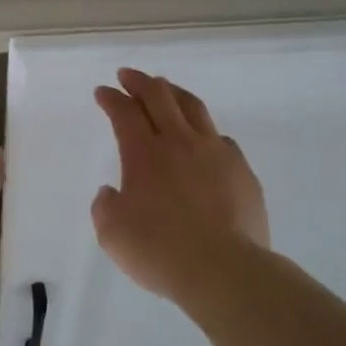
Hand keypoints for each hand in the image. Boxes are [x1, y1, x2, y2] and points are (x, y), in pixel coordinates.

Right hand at [92, 67, 269, 300]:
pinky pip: (221, 139)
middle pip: (160, 97)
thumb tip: (112, 193)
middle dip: (140, 82)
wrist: (223, 270)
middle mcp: (180, 143)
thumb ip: (106, 207)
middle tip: (128, 75)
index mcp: (144, 153)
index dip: (111, 99)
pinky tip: (203, 140)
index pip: (124, 113)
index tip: (102, 92)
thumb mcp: (113, 234)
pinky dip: (204, 131)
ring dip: (175, 94)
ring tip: (166, 90)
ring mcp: (216, 153)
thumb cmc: (159, 251)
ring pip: (194, 108)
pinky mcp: (242, 171)